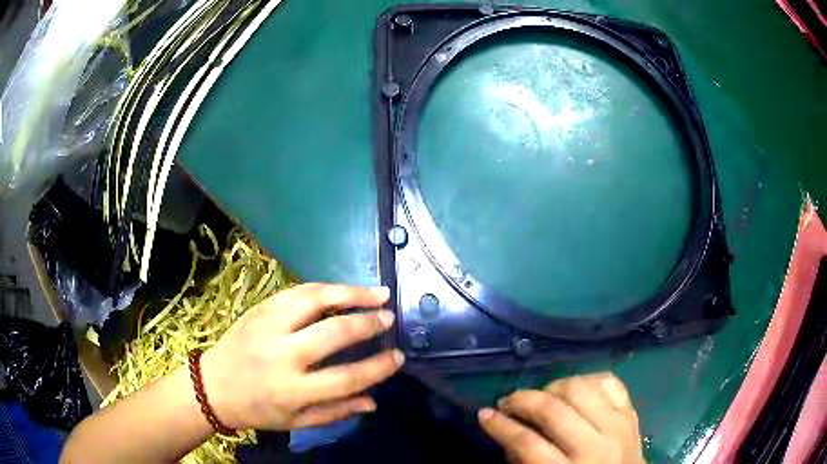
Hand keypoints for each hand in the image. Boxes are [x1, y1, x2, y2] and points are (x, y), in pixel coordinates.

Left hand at [200, 283, 403, 430]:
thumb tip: (373, 400)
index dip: (377, 367)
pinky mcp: (259, 309)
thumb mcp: (296, 422)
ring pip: (314, 299)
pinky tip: (342, 290)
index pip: (345, 378)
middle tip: (389, 317)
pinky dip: (325, 288)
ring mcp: (267, 326)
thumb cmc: (256, 409)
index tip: (398, 357)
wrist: (212, 386)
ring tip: (376, 293)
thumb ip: (335, 411)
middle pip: (333, 333)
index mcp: (291, 390)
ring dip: (349, 293)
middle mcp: (281, 355)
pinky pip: (296, 291)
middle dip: (367, 323)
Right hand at [478, 372, 643, 463]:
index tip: (484, 415)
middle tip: (508, 402)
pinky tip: (574, 389)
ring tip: (542, 395)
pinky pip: (609, 381)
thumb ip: (526, 462)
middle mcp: (596, 446)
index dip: (500, 426)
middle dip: (522, 400)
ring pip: (581, 388)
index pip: (527, 443)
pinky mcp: (631, 412)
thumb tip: (508, 433)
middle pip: (553, 410)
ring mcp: (618, 425)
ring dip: (553, 386)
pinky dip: (588, 379)